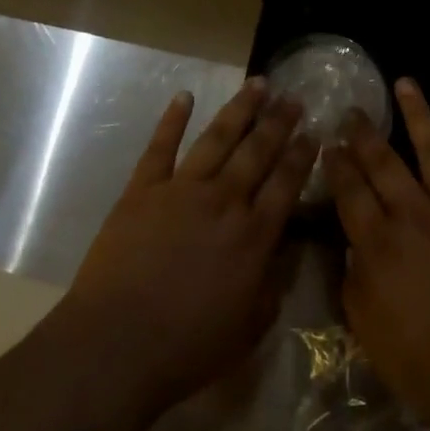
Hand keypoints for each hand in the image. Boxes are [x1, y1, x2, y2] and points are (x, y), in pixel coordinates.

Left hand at [62, 79, 317, 413]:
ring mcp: (182, 189)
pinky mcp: (143, 189)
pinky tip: (185, 96)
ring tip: (258, 83)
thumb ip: (273, 284)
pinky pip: (161, 146)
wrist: (115, 345)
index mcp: (253, 235)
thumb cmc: (186, 347)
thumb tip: (289, 248)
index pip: (286, 183)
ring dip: (240, 108)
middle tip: (295, 97)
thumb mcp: (249, 328)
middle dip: (279, 121)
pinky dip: (173, 119)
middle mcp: (224, 200)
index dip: (302, 155)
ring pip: (218, 137)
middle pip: (258, 151)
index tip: (314, 131)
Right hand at [324, 80, 429, 430]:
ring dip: (417, 114)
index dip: (337, 166)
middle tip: (353, 111)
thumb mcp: (374, 339)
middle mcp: (414, 216)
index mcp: (380, 247)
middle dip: (364, 135)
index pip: (350, 194)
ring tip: (405, 83)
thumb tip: (350, 251)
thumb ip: (355, 289)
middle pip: (384, 164)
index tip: (328, 144)